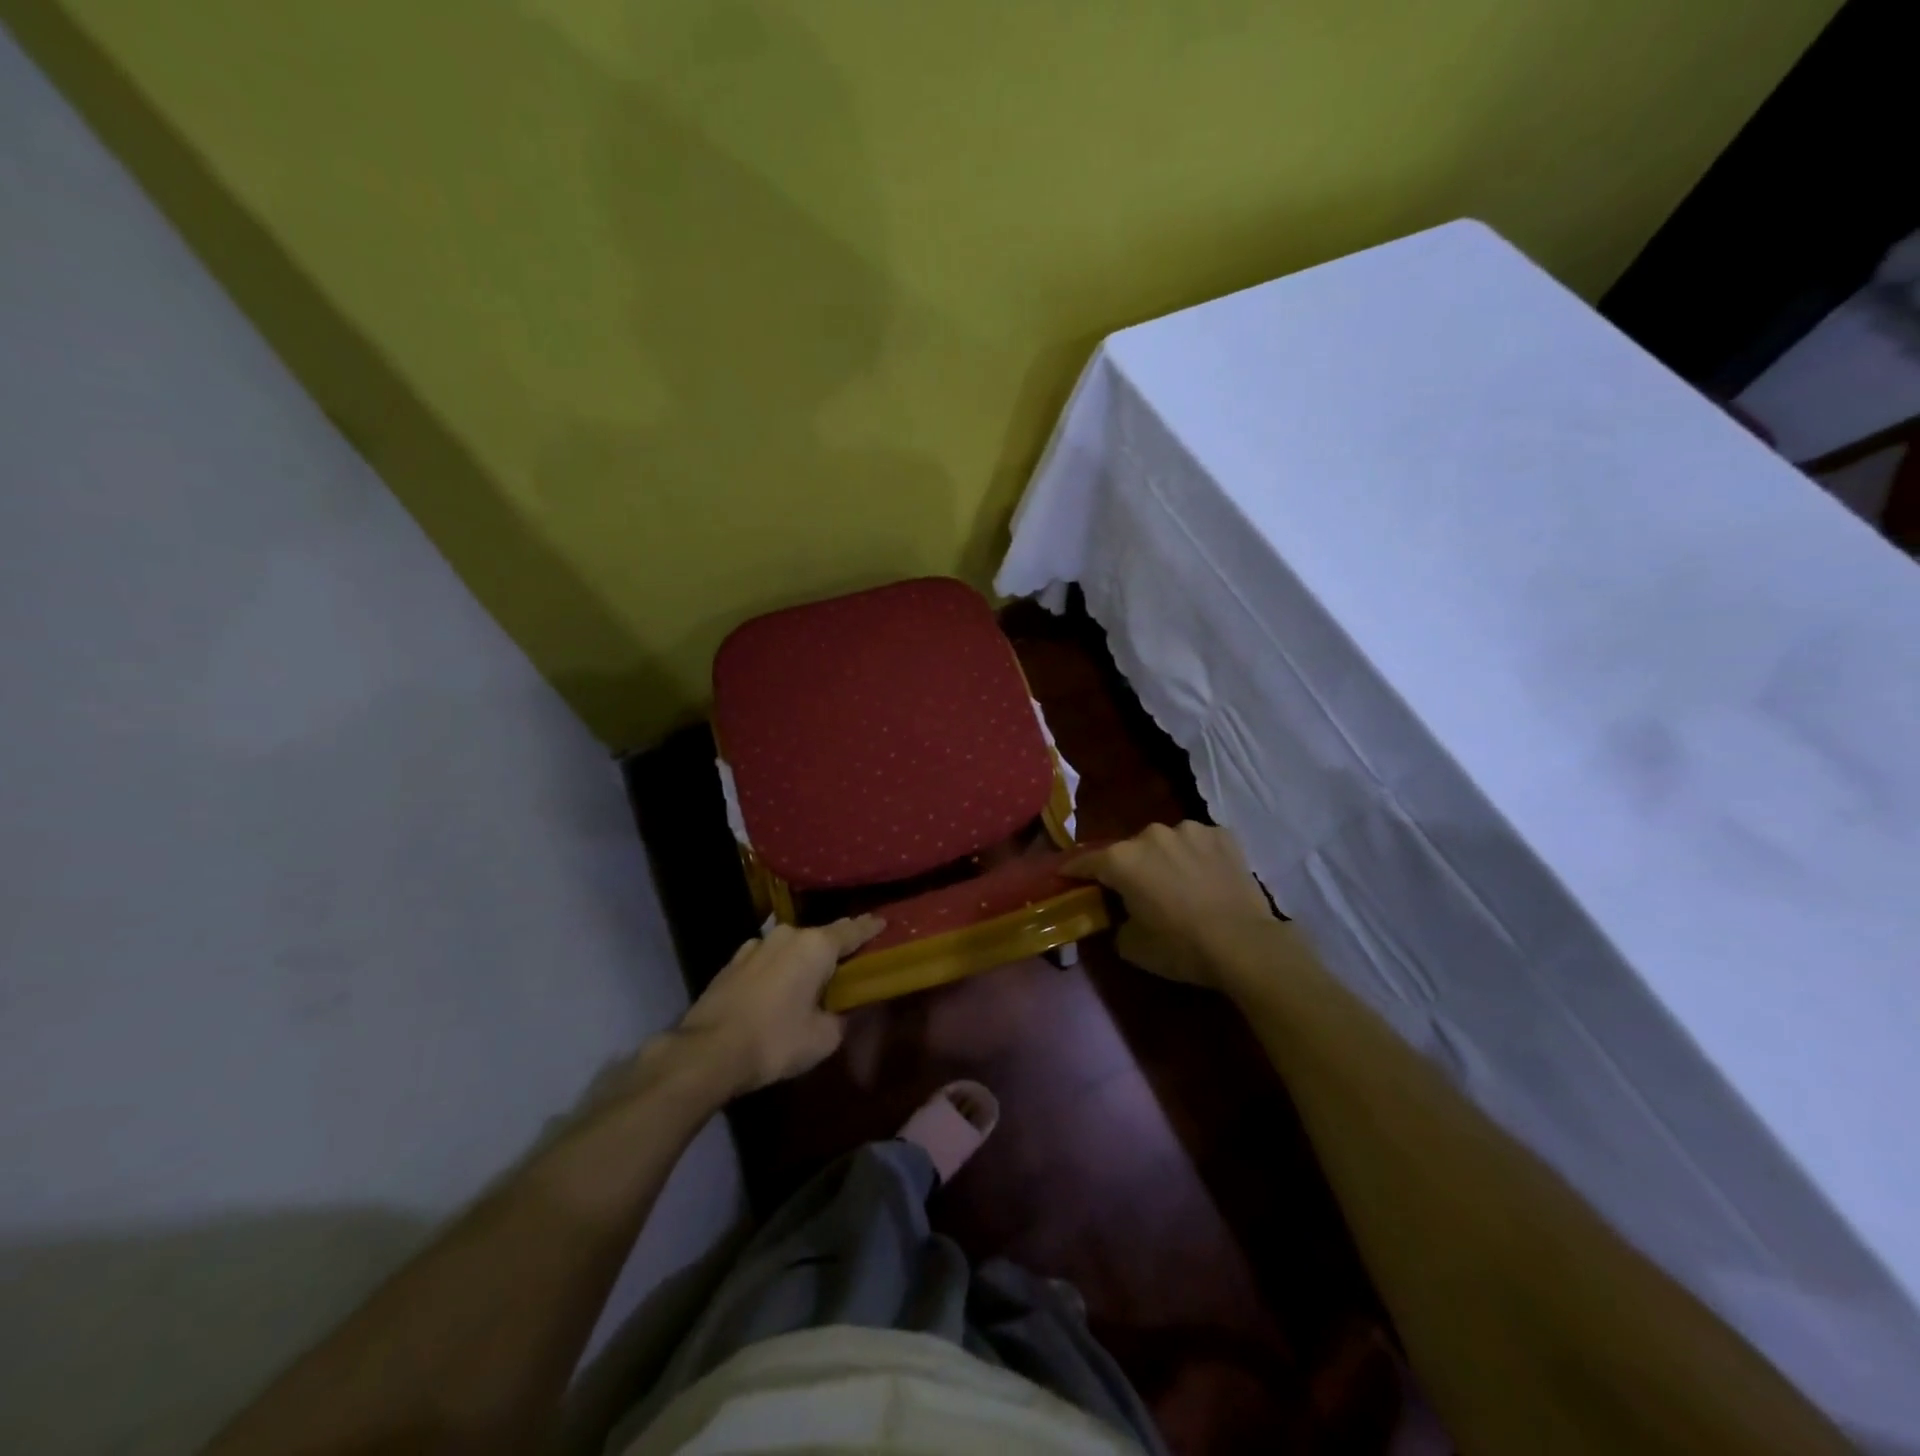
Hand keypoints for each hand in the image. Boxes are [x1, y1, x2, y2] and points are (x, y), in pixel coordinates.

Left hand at [666, 917, 883, 1098]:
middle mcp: (788, 935)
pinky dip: (778, 966)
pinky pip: (767, 957)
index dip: (871, 928)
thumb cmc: (775, 1041)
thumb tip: (844, 1009)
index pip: (853, 931)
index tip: (884, 922)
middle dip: (837, 944)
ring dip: (803, 956)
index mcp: (816, 946)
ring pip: (791, 945)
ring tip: (811, 973)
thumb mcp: (823, 1038)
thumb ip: (842, 1017)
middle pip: (821, 935)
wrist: (708, 1051)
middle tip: (852, 954)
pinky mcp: (733, 961)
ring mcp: (756, 945)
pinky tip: (777, 984)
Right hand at [1067, 822, 1276, 990]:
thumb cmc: (1181, 947)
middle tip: (1136, 891)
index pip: (1086, 861)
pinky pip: (1198, 843)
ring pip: (1165, 843)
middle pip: (1129, 850)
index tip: (1066, 875)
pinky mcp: (1222, 835)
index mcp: (1122, 860)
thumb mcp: (1132, 946)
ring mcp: (1189, 830)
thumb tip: (1120, 915)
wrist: (1245, 945)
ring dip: (1164, 859)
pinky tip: (1207, 878)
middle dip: (1128, 867)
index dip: (1073, 870)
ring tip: (1178, 883)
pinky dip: (1196, 856)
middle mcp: (1151, 834)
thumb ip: (1116, 922)